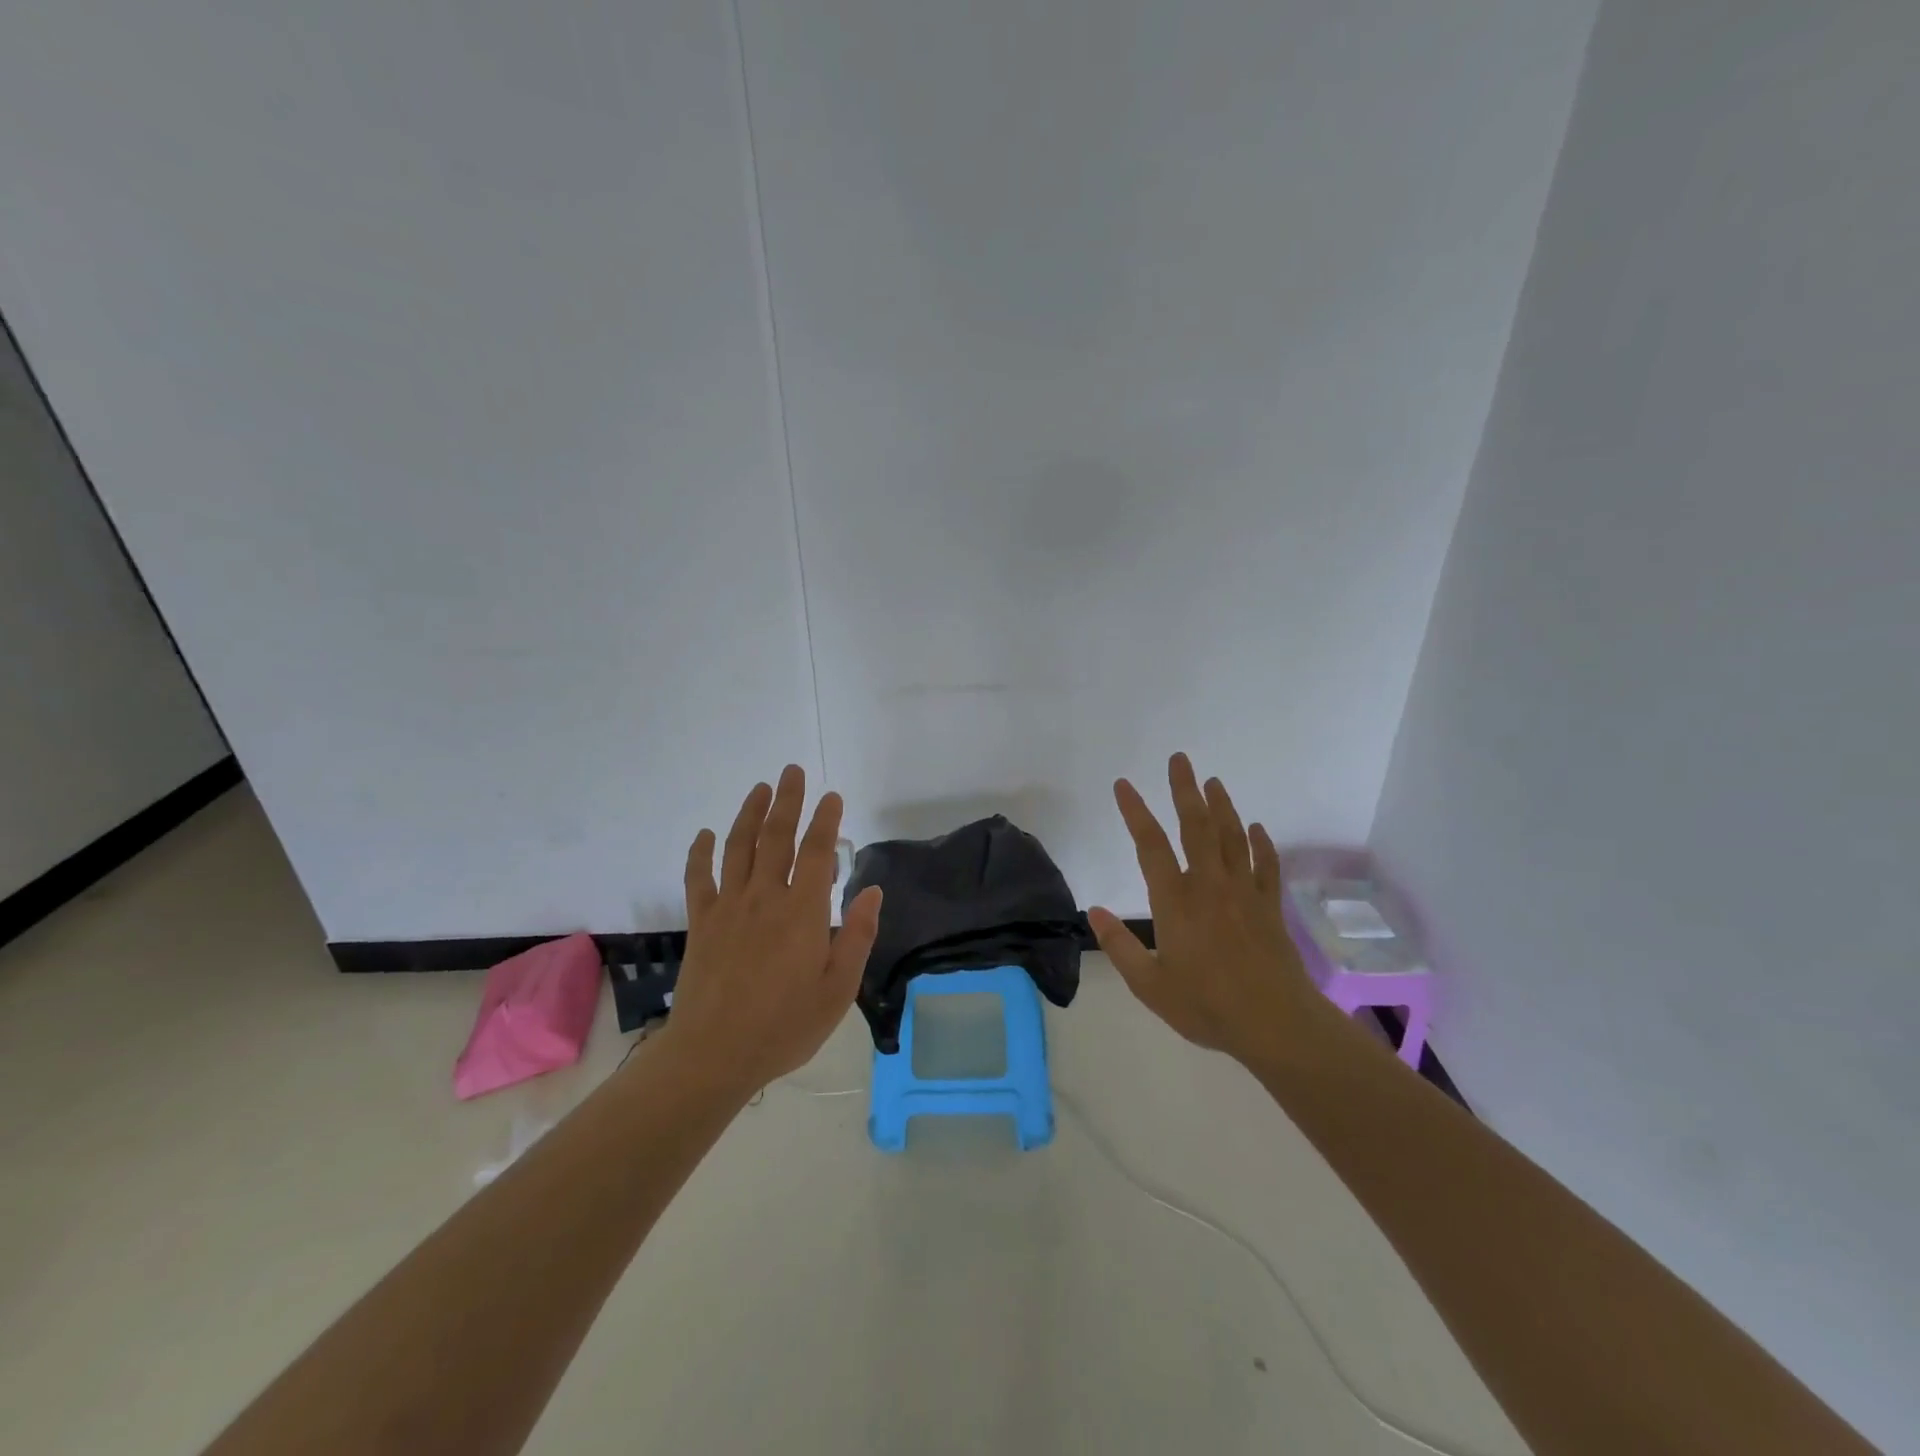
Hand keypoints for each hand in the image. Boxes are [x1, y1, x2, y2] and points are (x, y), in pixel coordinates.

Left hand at [657, 765, 882, 1095]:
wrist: (714, 1054)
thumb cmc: (785, 1025)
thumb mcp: (838, 989)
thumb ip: (858, 936)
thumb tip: (874, 890)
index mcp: (803, 912)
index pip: (818, 852)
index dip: (827, 820)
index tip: (832, 796)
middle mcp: (765, 897)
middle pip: (776, 837)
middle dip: (787, 801)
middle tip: (792, 771)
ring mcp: (728, 907)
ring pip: (739, 847)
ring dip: (749, 814)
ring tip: (759, 788)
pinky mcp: (701, 922)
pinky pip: (699, 878)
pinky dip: (701, 853)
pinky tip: (705, 835)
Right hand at [1088, 753, 1321, 1067]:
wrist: (1276, 1024)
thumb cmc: (1207, 1005)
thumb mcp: (1150, 985)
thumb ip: (1119, 946)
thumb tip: (1093, 912)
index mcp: (1175, 901)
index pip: (1150, 845)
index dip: (1135, 811)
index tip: (1124, 784)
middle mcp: (1209, 885)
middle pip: (1196, 826)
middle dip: (1185, 790)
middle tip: (1179, 759)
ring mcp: (1244, 892)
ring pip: (1231, 837)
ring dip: (1222, 806)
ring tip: (1213, 781)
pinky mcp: (1269, 906)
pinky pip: (1265, 865)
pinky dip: (1261, 843)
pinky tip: (1256, 828)